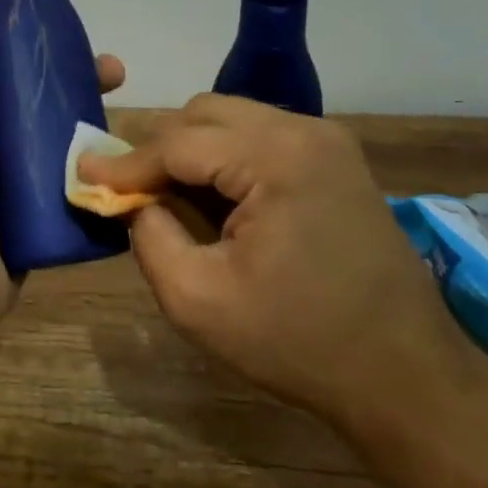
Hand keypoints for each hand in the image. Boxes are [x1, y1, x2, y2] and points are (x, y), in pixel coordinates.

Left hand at [0, 16, 124, 371]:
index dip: (13, 29)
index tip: (54, 10)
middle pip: (26, 93)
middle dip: (64, 73)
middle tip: (111, 67)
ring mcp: (4, 179)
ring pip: (51, 135)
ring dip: (84, 116)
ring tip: (123, 102)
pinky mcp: (31, 215)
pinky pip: (65, 181)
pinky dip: (91, 166)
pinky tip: (124, 155)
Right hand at [77, 94, 466, 434]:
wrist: (404, 374)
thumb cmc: (298, 343)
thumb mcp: (199, 302)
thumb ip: (149, 238)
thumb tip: (132, 201)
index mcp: (277, 158)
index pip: (179, 142)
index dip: (126, 163)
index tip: (83, 174)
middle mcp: (305, 131)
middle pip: (204, 114)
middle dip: (159, 148)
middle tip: (128, 191)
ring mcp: (327, 140)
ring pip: (232, 119)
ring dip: (192, 149)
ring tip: (168, 195)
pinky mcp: (337, 159)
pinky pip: (261, 136)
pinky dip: (226, 156)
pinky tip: (216, 197)